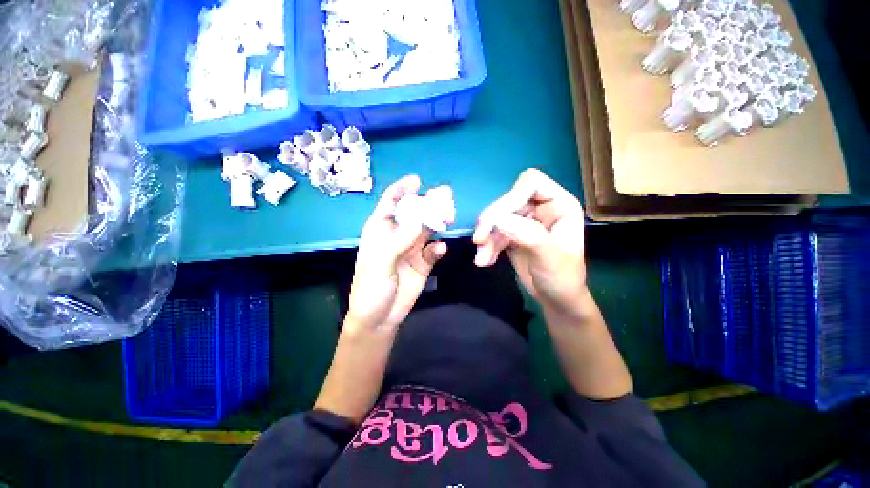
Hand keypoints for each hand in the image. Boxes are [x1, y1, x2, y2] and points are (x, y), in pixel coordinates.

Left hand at [346, 175, 450, 332]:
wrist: (380, 318)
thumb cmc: (371, 288)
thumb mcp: (380, 264)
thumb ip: (398, 241)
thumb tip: (420, 220)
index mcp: (381, 230)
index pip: (390, 202)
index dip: (402, 189)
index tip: (417, 180)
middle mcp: (398, 234)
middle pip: (415, 212)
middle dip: (429, 203)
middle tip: (445, 197)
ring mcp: (412, 248)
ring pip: (428, 228)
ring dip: (438, 222)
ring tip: (448, 218)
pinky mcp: (424, 262)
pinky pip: (434, 250)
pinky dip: (438, 248)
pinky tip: (439, 251)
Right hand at [473, 168, 586, 319]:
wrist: (556, 300)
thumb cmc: (563, 279)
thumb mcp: (550, 258)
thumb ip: (527, 235)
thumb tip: (497, 218)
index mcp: (559, 205)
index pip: (531, 183)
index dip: (511, 197)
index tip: (496, 220)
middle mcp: (541, 208)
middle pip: (508, 200)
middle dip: (491, 221)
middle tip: (479, 240)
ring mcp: (525, 221)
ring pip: (496, 217)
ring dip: (486, 237)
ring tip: (482, 258)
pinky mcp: (512, 234)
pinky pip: (493, 232)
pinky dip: (486, 245)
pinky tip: (485, 261)